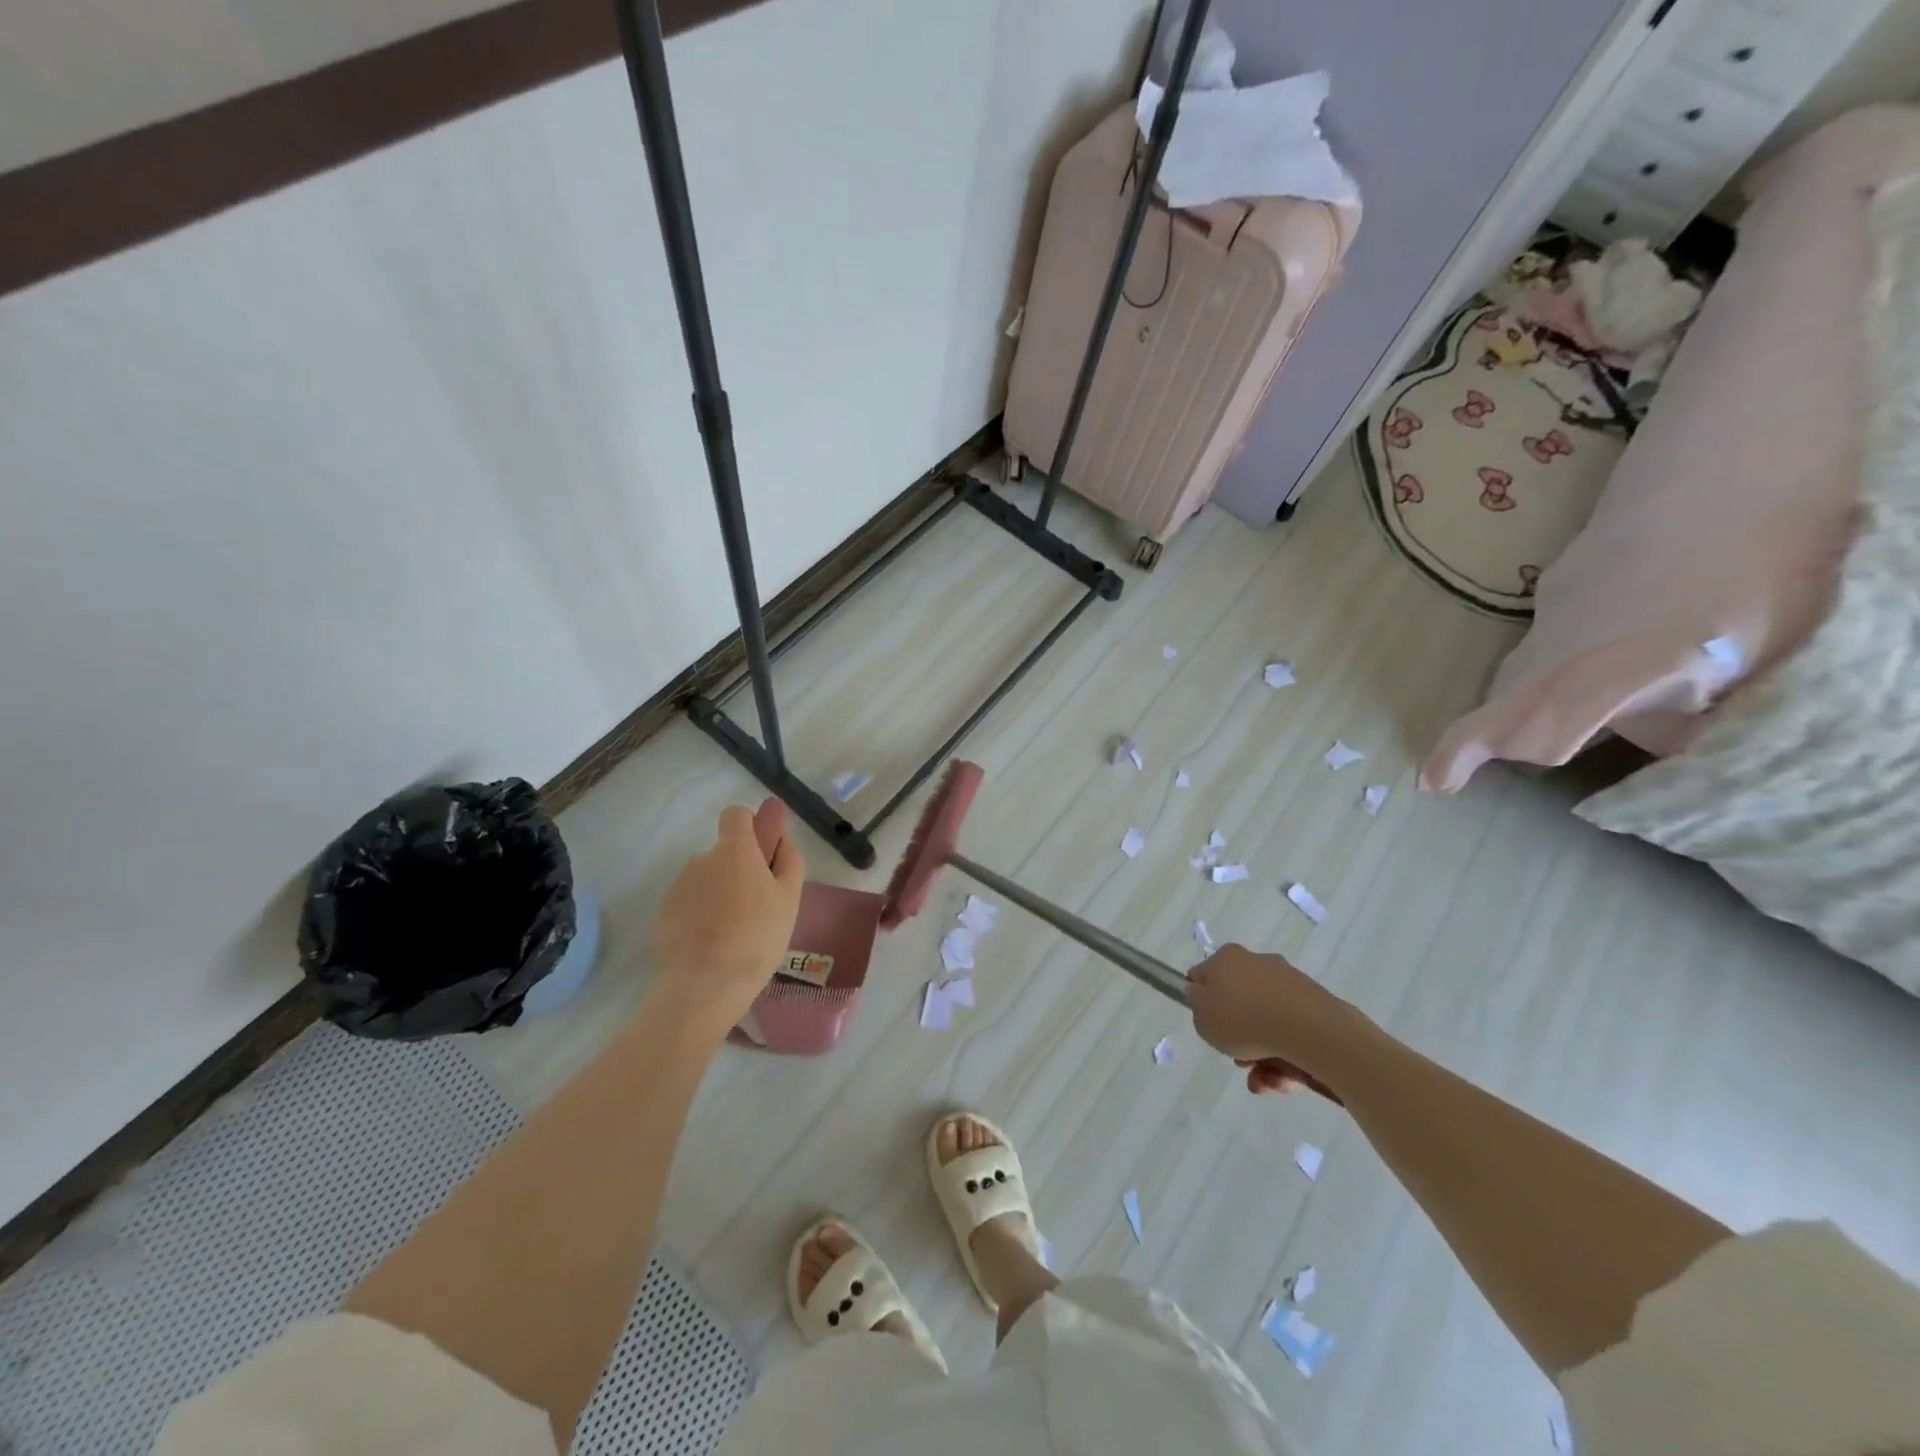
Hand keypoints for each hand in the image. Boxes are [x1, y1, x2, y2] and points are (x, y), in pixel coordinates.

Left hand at [648, 799, 803, 1033]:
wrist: (706, 983)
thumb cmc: (758, 936)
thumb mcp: (789, 898)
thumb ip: (788, 860)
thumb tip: (781, 837)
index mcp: (735, 850)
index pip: (736, 815)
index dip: (749, 828)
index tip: (761, 853)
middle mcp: (701, 859)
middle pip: (722, 853)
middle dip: (736, 871)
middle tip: (755, 908)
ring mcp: (677, 887)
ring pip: (704, 881)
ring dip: (717, 895)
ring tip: (733, 933)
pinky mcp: (661, 914)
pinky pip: (686, 905)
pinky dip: (698, 917)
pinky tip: (710, 946)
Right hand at [1188, 945, 1354, 1097]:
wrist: (1309, 1029)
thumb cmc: (1243, 1019)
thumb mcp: (1203, 1018)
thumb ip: (1197, 1006)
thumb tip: (1202, 994)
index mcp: (1226, 958)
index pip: (1205, 977)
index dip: (1203, 1003)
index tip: (1210, 1028)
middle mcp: (1257, 963)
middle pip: (1239, 1004)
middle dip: (1238, 1039)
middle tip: (1239, 1061)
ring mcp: (1288, 983)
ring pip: (1266, 1024)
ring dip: (1262, 1057)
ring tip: (1265, 1082)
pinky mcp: (1315, 1004)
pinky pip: (1292, 1033)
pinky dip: (1287, 1057)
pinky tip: (1286, 1080)